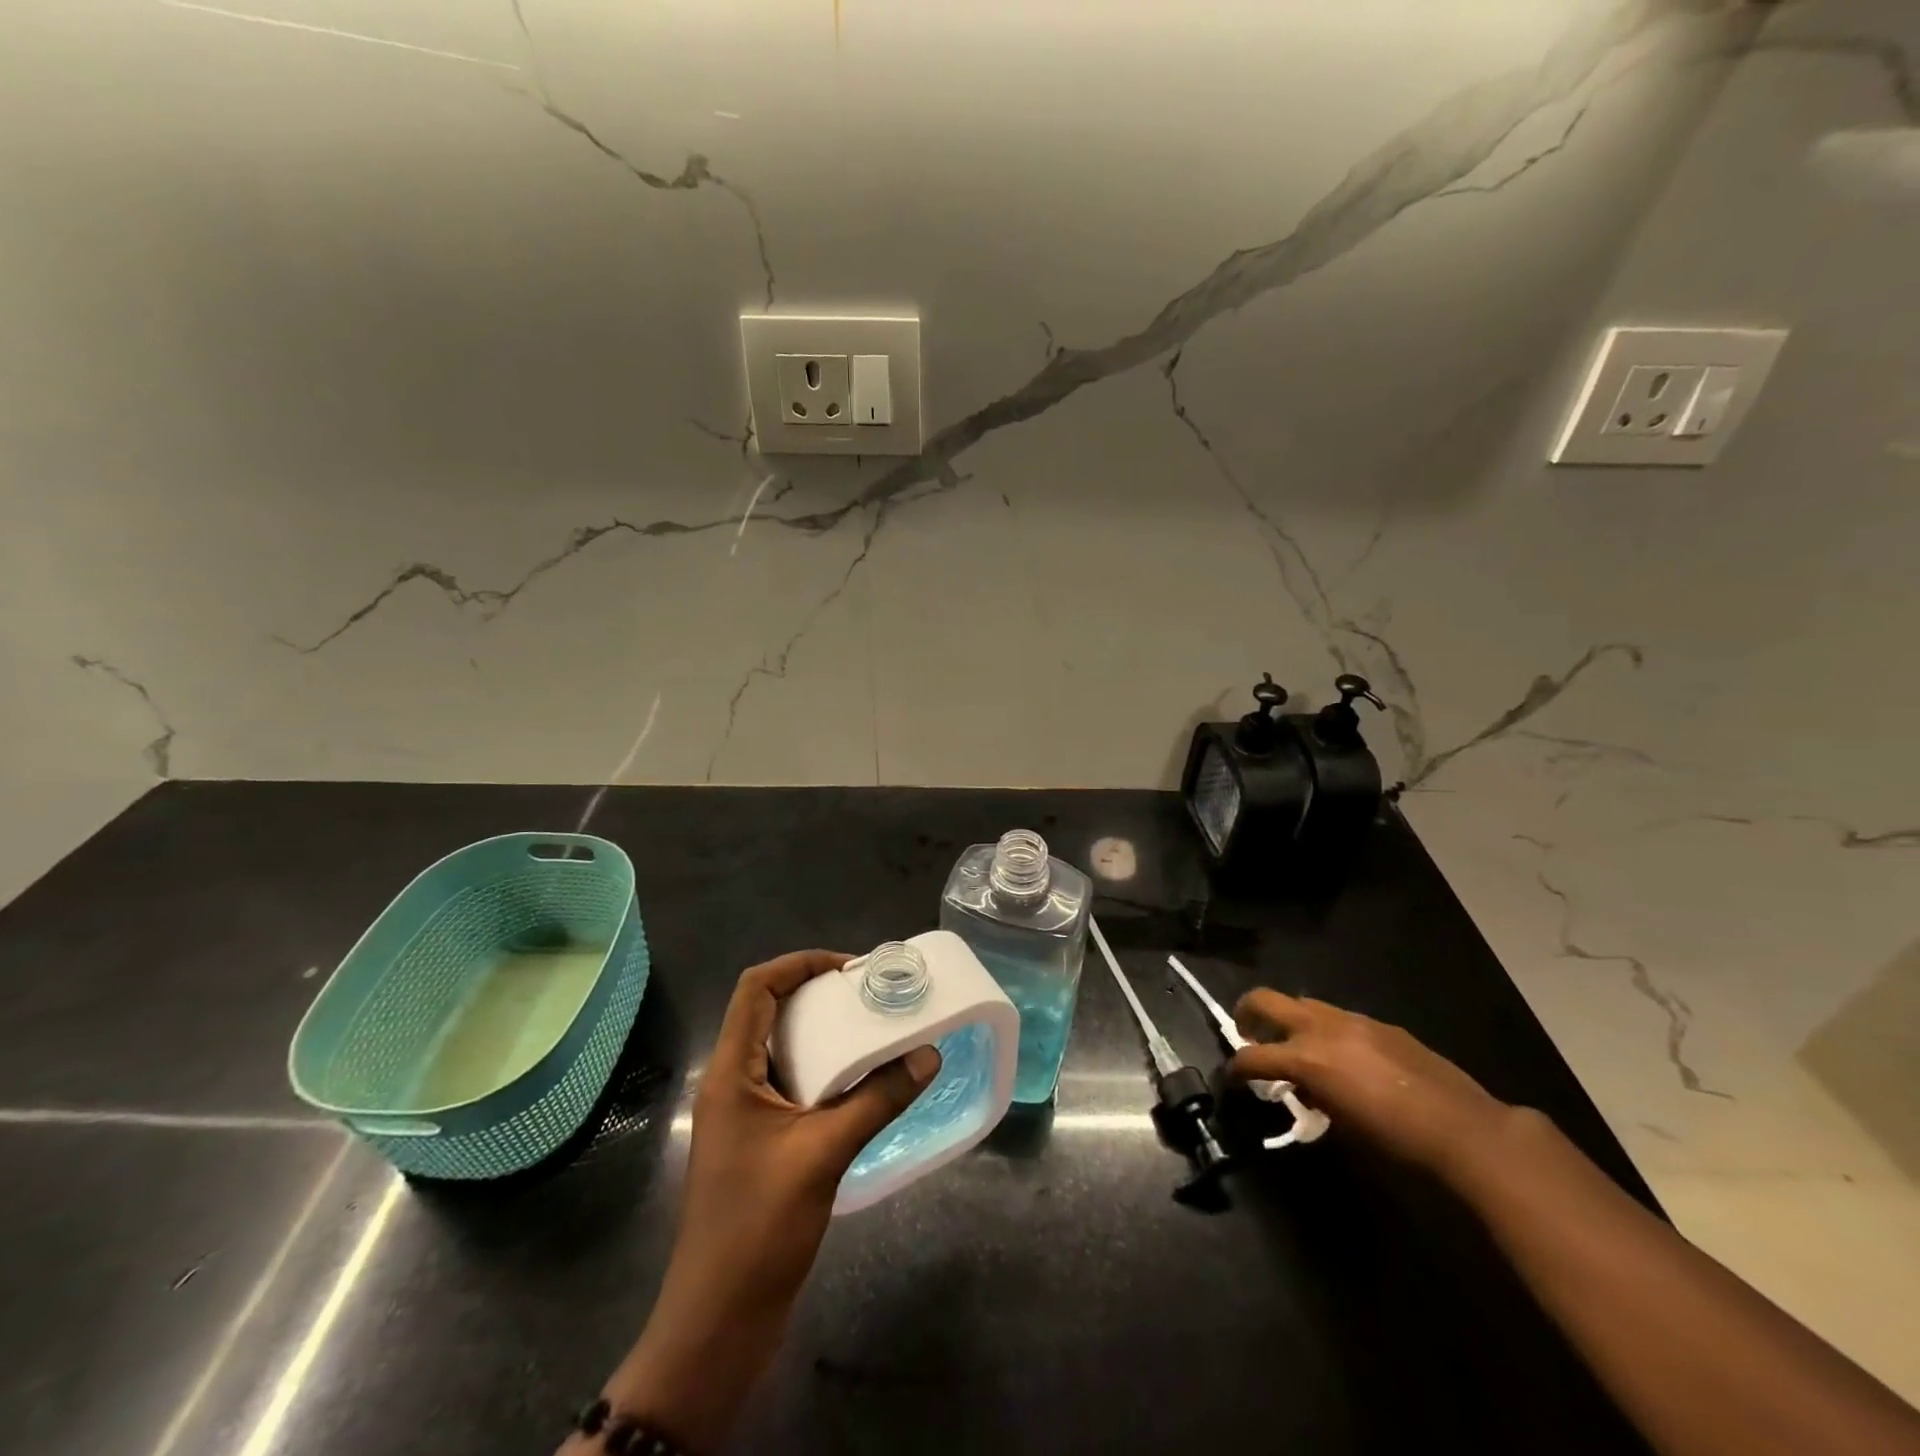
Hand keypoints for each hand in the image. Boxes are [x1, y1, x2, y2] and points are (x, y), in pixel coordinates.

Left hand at [598, 951, 939, 1451]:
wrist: (718, 1321)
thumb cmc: (759, 1227)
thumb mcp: (824, 1154)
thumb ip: (878, 1099)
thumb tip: (929, 1054)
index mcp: (731, 1071)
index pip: (756, 988)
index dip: (800, 964)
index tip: (850, 969)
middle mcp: (732, 1082)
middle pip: (769, 1011)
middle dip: (817, 993)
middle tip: (869, 995)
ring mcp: (743, 1114)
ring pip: (782, 1049)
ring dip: (823, 1033)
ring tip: (872, 1029)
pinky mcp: (758, 1141)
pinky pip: (791, 1084)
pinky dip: (824, 1070)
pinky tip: (861, 1082)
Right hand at [1228, 989, 1509, 1181]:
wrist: (1466, 1130)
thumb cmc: (1398, 1142)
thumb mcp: (1343, 1125)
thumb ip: (1313, 1097)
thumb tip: (1301, 1089)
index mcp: (1308, 1058)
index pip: (1254, 1056)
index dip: (1236, 1069)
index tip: (1232, 1079)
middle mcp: (1322, 1028)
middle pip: (1266, 1000)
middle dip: (1247, 1013)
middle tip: (1245, 1034)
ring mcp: (1353, 1020)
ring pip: (1303, 1004)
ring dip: (1289, 1021)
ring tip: (1296, 1047)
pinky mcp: (1380, 1024)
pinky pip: (1338, 1018)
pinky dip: (1326, 1030)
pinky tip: (1343, 1057)